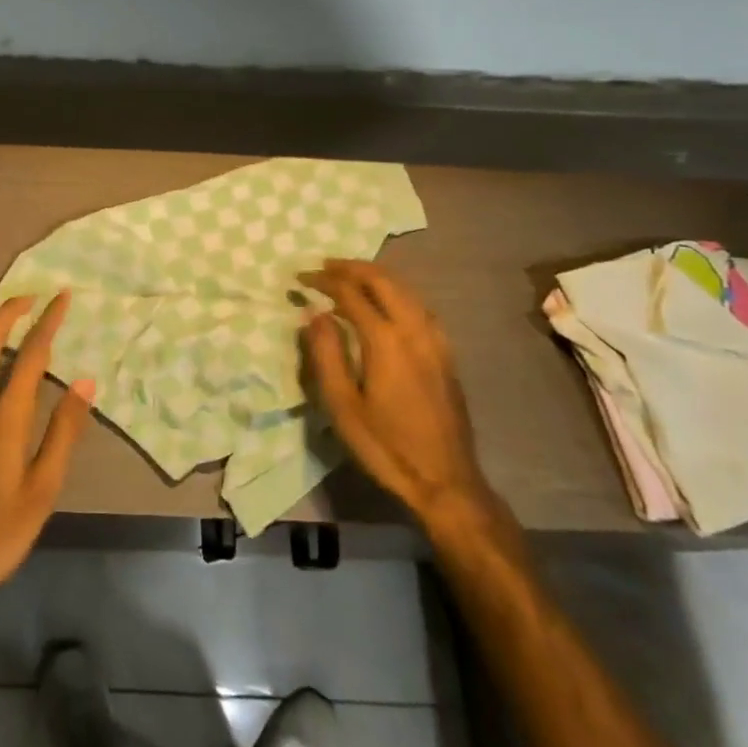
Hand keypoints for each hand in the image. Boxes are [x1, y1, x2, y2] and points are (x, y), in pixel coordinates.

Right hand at [302, 259, 493, 528]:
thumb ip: (326, 354)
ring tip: (349, 276)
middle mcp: (413, 329)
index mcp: (385, 340)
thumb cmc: (386, 446)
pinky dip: (395, 291)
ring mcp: (435, 339)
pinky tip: (386, 302)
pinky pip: (418, 305)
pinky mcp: (446, 352)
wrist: (446, 480)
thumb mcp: (342, 406)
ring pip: (405, 289)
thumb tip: (313, 314)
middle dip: (351, 268)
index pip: (350, 293)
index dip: (323, 281)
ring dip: (375, 276)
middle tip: (324, 266)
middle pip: (382, 280)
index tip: (300, 278)